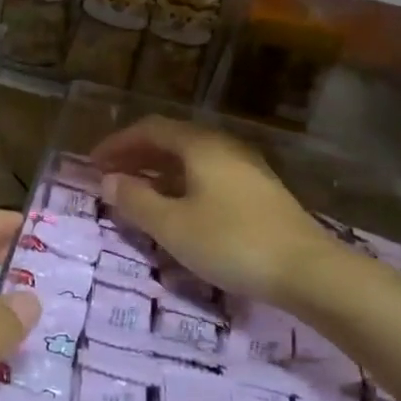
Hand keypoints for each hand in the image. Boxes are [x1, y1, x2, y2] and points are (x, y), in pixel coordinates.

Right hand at [90, 116, 342, 310]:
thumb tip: (108, 180)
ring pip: (191, 160)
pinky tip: (176, 210)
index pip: (149, 129)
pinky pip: (208, 176)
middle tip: (109, 178)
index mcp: (200, 146)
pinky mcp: (258, 192)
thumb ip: (136, 200)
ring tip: (136, 195)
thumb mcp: (172, 226)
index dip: (117, 143)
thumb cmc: (231, 242)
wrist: (308, 270)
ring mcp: (245, 168)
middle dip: (136, 157)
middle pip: (171, 141)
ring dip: (158, 172)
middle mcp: (224, 147)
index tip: (92, 164)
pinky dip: (181, 185)